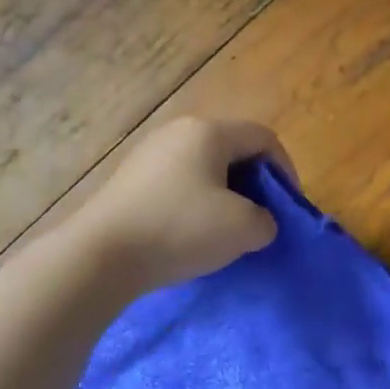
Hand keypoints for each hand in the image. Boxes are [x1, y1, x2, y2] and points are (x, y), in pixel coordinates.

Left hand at [74, 117, 294, 291]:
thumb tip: (257, 221)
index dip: (286, 170)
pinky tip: (192, 234)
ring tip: (229, 230)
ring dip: (226, 195)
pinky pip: (179, 183)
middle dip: (255, 183)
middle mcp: (177, 132)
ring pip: (205, 168)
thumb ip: (267, 221)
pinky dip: (197, 204)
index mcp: (209, 132)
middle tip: (262, 218)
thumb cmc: (180, 230)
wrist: (101, 256)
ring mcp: (149, 155)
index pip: (263, 138)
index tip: (287, 207)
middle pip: (233, 149)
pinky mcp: (130, 180)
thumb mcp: (243, 229)